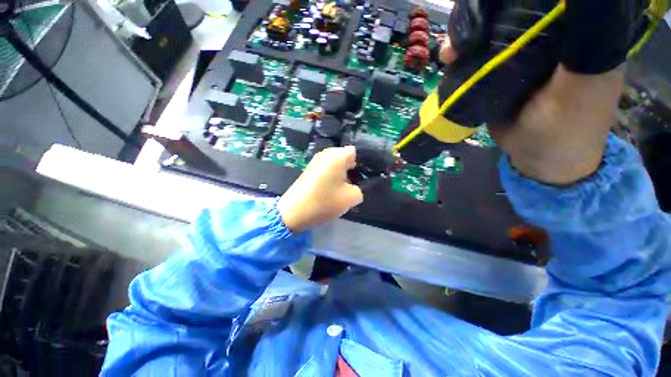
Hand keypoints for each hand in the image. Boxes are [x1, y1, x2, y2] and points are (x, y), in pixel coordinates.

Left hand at [277, 146, 362, 231]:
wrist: (293, 213)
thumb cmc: (324, 202)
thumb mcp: (351, 198)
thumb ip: (361, 189)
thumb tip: (357, 186)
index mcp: (337, 155)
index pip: (358, 152)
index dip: (366, 163)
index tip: (369, 176)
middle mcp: (326, 153)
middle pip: (347, 158)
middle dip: (355, 170)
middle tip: (360, 185)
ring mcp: (316, 161)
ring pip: (337, 165)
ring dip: (344, 175)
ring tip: (347, 189)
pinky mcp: (310, 170)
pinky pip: (328, 169)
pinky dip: (334, 177)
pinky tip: (335, 190)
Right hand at [437, 0, 629, 184]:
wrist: (538, 159)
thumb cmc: (567, 130)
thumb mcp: (584, 85)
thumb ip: (585, 44)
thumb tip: (575, 2)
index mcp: (573, 33)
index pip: (542, 4)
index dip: (512, 2)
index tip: (488, 8)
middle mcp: (546, 39)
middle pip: (510, 14)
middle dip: (482, 19)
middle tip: (462, 35)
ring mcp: (518, 57)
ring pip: (489, 35)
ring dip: (466, 39)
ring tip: (450, 53)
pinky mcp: (497, 75)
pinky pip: (476, 59)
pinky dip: (461, 58)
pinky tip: (450, 62)